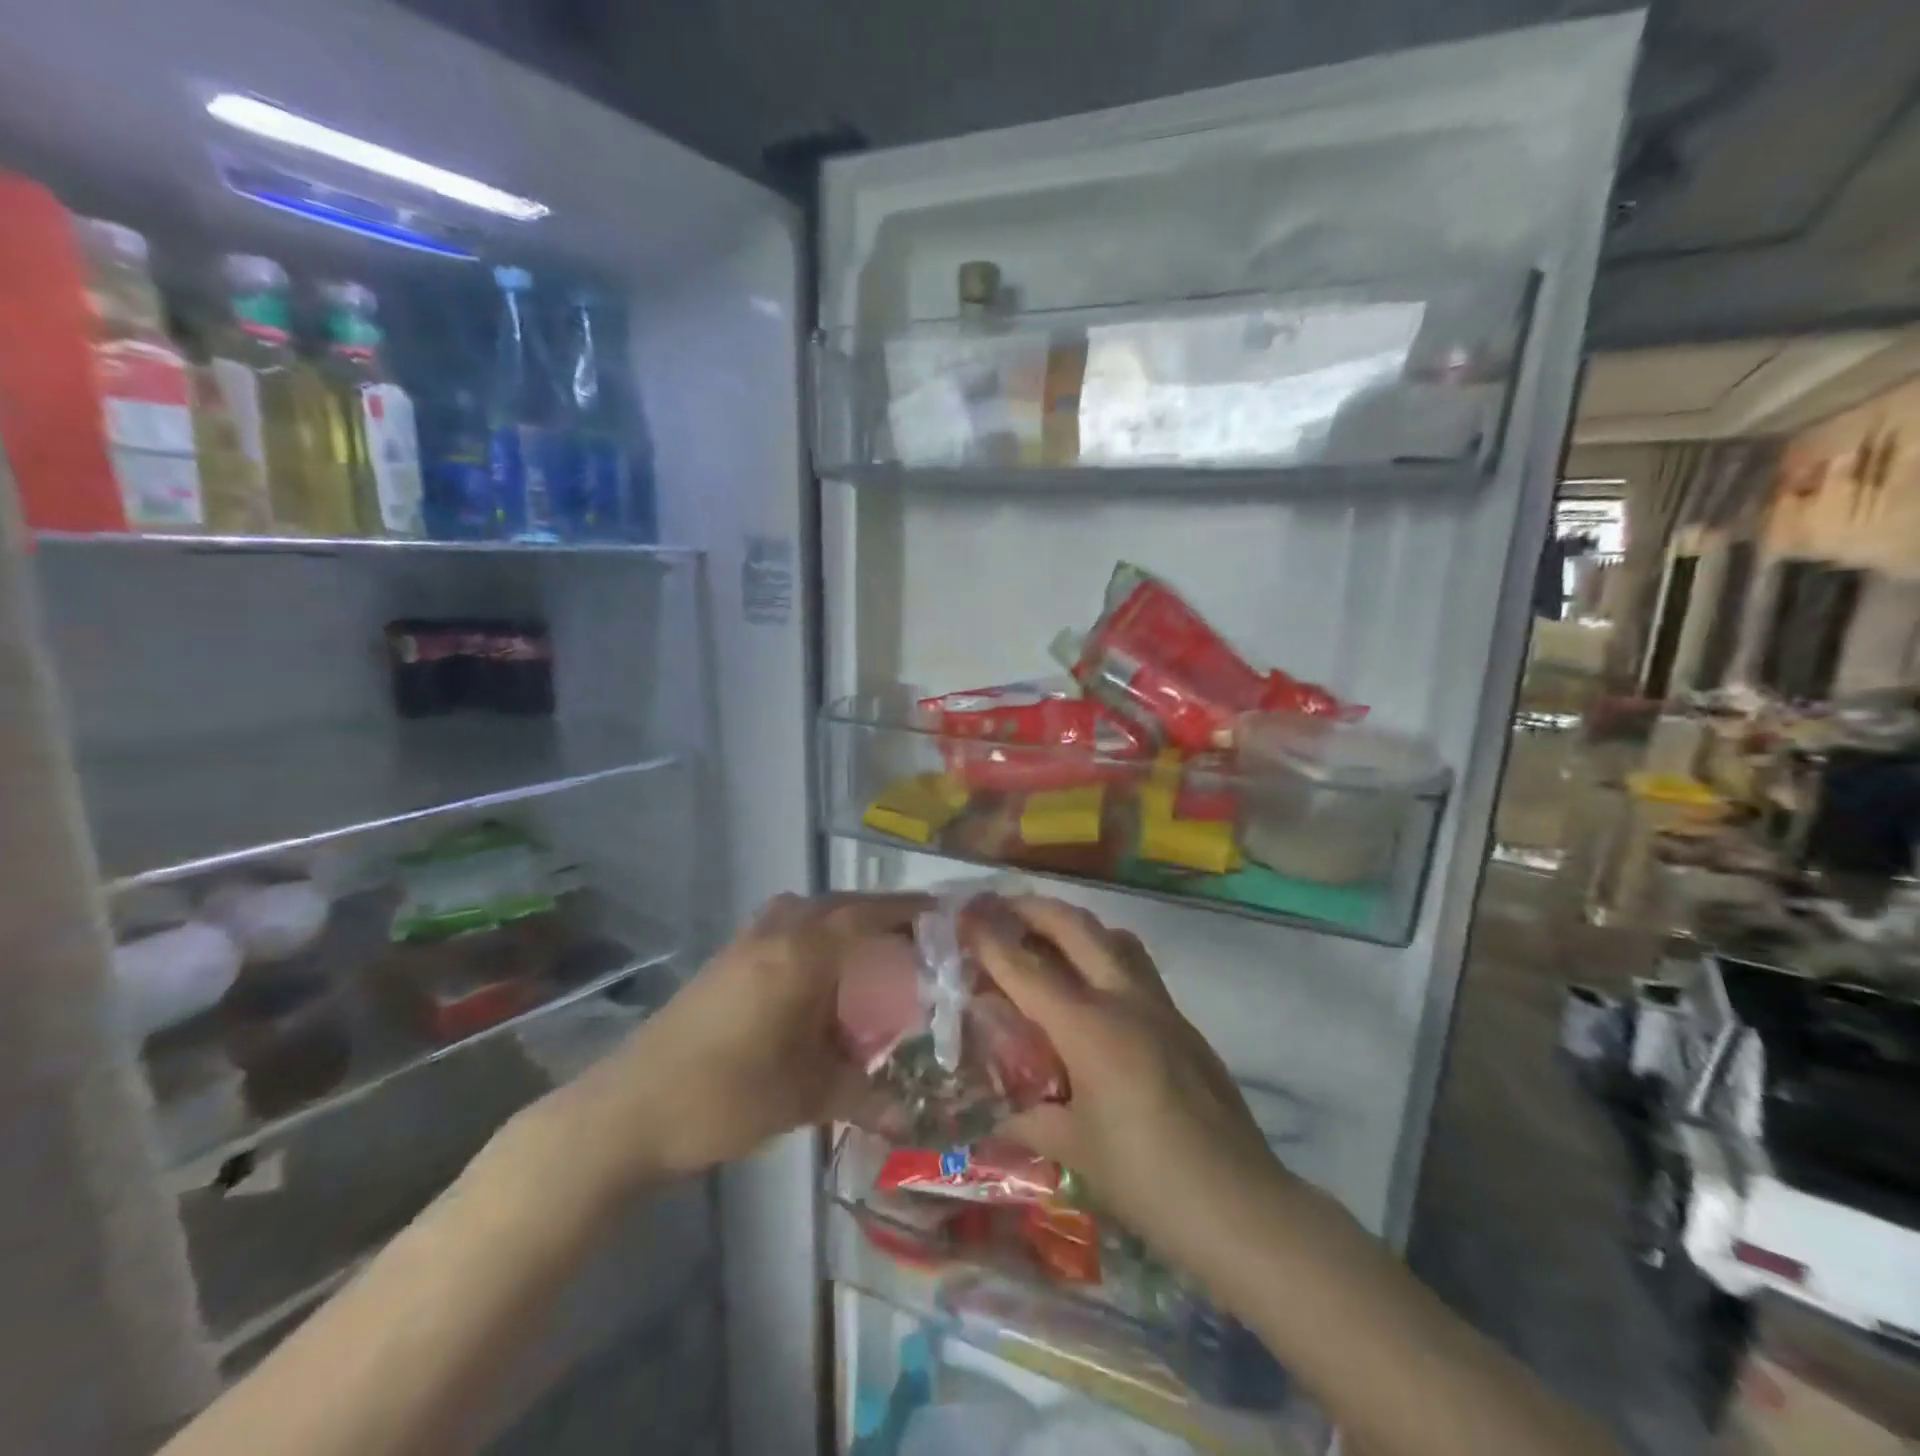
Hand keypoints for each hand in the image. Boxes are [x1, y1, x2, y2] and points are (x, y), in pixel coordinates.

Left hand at [543, 892, 924, 1201]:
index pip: (868, 915)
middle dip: (880, 912)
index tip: (945, 914)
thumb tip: (912, 1112)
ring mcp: (745, 942)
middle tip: (916, 935)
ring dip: (842, 918)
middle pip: (840, 904)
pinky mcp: (725, 958)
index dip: (909, 910)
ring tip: (872, 949)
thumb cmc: (726, 1097)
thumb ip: (864, 1095)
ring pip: (808, 909)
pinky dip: (812, 931)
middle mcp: (776, 933)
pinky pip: (784, 924)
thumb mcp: (805, 1097)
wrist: (629, 1110)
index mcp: (801, 954)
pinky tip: (819, 970)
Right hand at [970, 896, 1288, 1279]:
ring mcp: (1161, 1007)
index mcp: (1090, 1029)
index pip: (1028, 968)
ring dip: (1076, 927)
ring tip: (1047, 939)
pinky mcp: (1183, 1024)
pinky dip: (1105, 958)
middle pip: (1076, 927)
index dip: (991, 939)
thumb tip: (1000, 1116)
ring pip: (1115, 938)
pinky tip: (1093, 995)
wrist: (1241, 1207)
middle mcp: (1125, 1001)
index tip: (965, 914)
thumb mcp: (1075, 1151)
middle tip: (1001, 907)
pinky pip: (1137, 969)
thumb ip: (1031, 1120)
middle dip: (1034, 908)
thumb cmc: (1147, 1181)